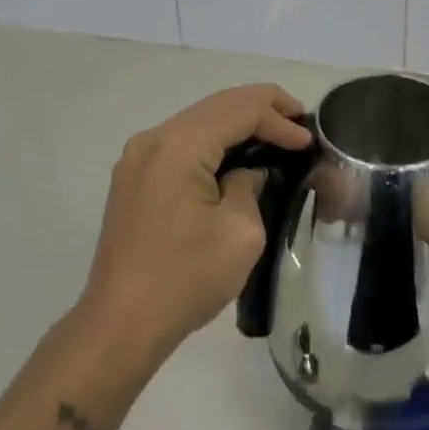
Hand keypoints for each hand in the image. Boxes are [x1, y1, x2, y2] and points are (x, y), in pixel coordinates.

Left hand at [78, 83, 311, 362]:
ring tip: (276, 130)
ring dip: (238, 120)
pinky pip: (182, 140)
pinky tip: (237, 151)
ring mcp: (138, 155)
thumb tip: (248, 172)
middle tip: (299, 118)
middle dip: (262, 106)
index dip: (279, 120)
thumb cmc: (185, 280)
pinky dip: (214, 138)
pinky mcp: (134, 175)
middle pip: (217, 104)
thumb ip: (251, 186)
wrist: (120, 325)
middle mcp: (154, 138)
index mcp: (179, 146)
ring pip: (199, 118)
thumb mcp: (240, 233)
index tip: (308, 140)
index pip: (240, 111)